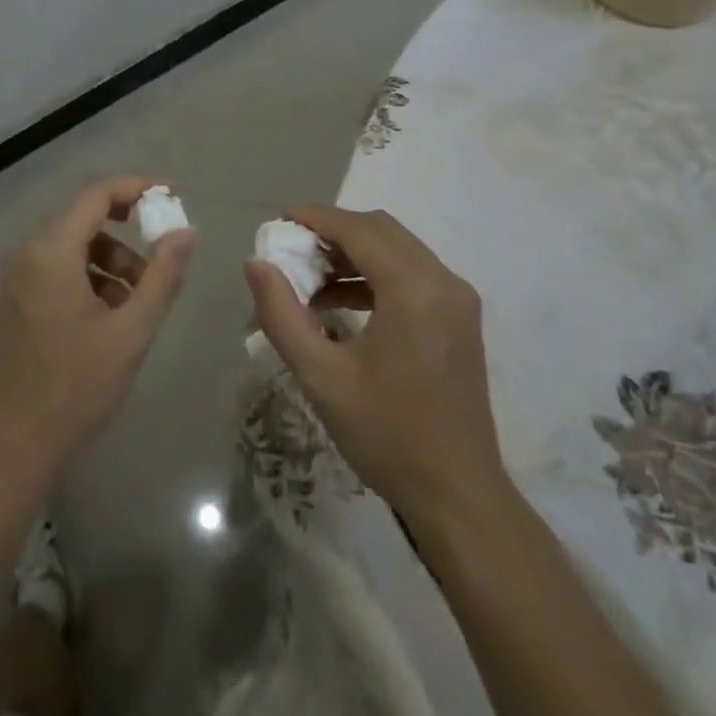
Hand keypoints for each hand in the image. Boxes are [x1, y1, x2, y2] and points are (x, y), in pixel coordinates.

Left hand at [0, 176, 195, 480]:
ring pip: (74, 244)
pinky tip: (112, 315)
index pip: (96, 194)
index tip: (172, 195)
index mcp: (50, 251)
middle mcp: (28, 252)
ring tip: (140, 299)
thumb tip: (186, 230)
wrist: (13, 448)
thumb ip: (163, 275)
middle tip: (164, 252)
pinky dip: (91, 276)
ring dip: (112, 259)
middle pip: (84, 216)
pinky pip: (59, 267)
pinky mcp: (17, 299)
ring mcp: (17, 277)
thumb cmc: (76, 387)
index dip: (137, 187)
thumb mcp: (131, 331)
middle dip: (128, 230)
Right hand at [246, 206, 508, 519]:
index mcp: (414, 290)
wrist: (459, 497)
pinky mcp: (459, 318)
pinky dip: (374, 274)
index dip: (316, 218)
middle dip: (332, 231)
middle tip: (290, 249)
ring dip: (353, 253)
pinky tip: (340, 302)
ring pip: (397, 249)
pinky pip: (412, 273)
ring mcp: (457, 299)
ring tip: (308, 278)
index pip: (359, 230)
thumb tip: (256, 264)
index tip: (278, 221)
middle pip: (380, 230)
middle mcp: (443, 281)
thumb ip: (282, 315)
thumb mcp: (322, 377)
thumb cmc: (388, 436)